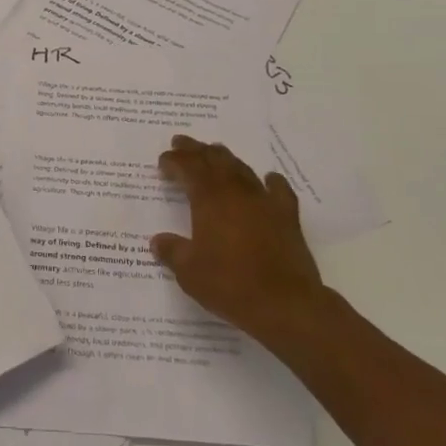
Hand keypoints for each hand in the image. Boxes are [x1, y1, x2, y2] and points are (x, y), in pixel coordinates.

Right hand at [152, 135, 327, 349]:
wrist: (285, 303)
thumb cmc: (229, 284)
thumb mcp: (189, 271)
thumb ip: (172, 251)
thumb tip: (158, 241)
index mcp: (208, 199)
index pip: (188, 168)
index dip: (174, 161)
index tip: (163, 160)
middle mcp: (236, 192)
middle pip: (214, 160)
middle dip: (196, 150)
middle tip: (182, 142)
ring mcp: (264, 201)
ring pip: (242, 169)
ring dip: (225, 159)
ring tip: (215, 153)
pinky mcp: (287, 217)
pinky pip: (278, 190)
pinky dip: (270, 181)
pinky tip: (268, 178)